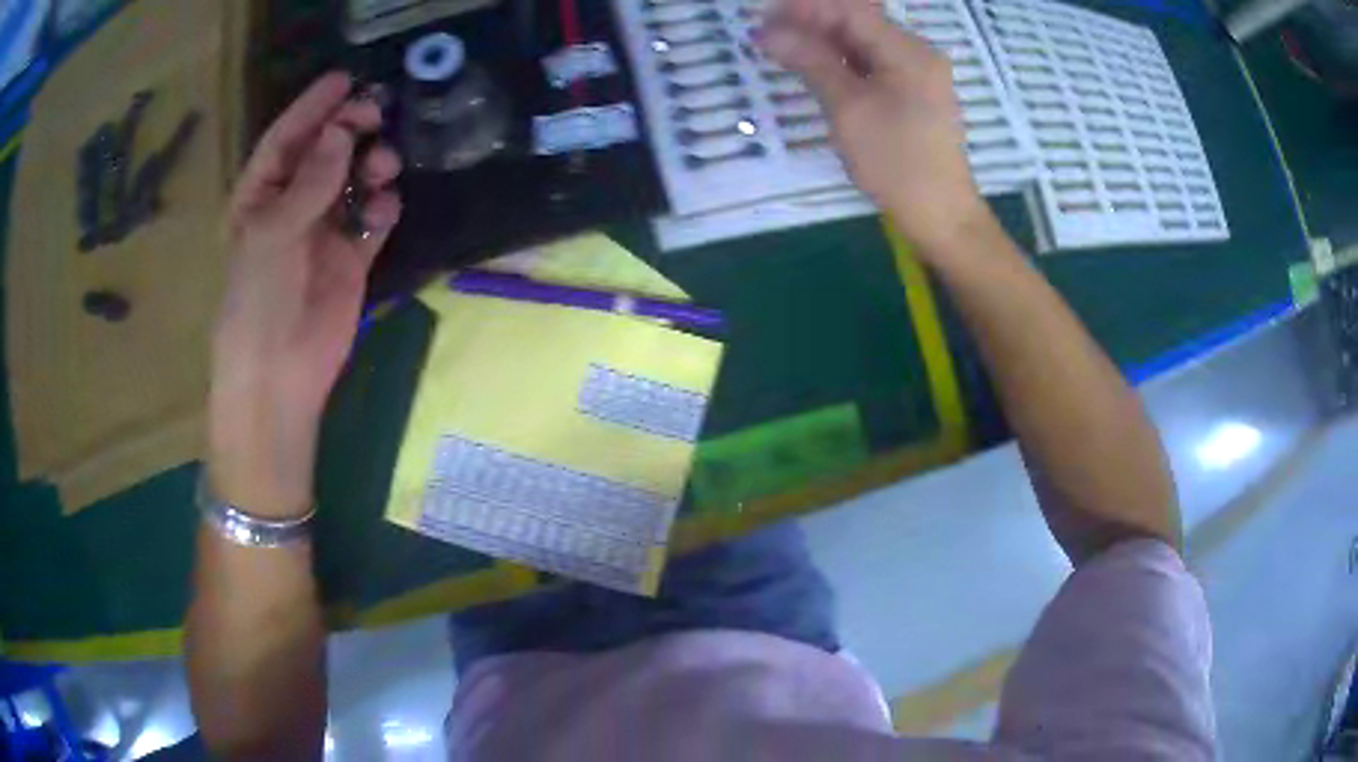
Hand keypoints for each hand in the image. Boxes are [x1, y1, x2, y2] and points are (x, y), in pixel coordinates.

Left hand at [209, 73, 401, 517]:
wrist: (279, 374)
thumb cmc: (258, 301)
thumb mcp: (272, 234)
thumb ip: (308, 182)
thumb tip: (343, 131)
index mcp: (261, 197)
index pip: (286, 140)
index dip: (312, 108)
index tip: (344, 79)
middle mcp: (293, 206)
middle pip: (324, 153)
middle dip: (349, 130)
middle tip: (375, 113)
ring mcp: (324, 231)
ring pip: (354, 181)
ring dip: (371, 165)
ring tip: (383, 164)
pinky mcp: (352, 258)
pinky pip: (372, 219)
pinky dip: (383, 208)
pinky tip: (385, 209)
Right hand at [760, 0, 991, 255]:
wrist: (941, 215)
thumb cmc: (896, 162)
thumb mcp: (848, 108)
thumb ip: (810, 61)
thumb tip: (767, 31)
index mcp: (908, 50)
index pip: (849, 9)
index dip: (804, 7)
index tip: (762, 14)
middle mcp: (916, 52)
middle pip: (857, 21)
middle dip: (810, 21)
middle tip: (766, 32)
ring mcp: (918, 73)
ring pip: (863, 42)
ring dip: (823, 41)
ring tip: (781, 48)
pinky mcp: (913, 93)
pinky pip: (872, 63)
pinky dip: (841, 61)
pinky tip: (814, 66)